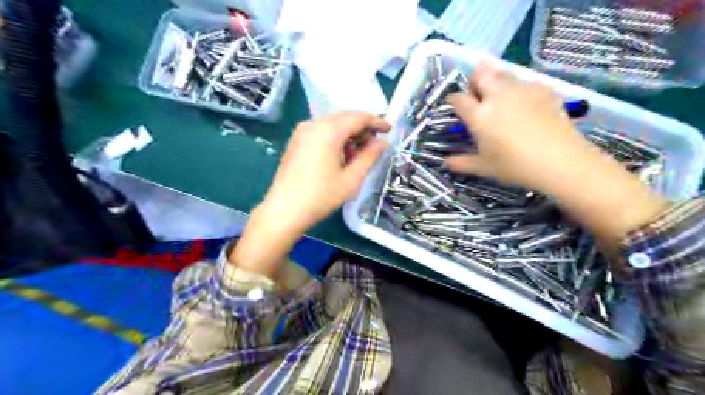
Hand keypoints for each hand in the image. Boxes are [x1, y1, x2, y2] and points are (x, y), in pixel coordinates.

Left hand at [261, 112, 390, 232]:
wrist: (284, 210)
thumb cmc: (321, 196)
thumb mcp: (351, 179)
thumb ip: (369, 157)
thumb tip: (382, 143)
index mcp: (328, 131)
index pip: (358, 117)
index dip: (376, 121)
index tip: (389, 129)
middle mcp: (313, 124)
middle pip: (344, 118)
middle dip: (362, 128)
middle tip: (376, 144)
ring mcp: (302, 132)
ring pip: (332, 124)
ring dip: (349, 134)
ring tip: (360, 152)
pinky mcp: (296, 141)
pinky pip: (321, 131)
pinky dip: (335, 138)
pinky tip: (341, 154)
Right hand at [442, 61, 596, 191]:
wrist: (560, 160)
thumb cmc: (515, 166)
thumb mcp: (483, 167)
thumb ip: (461, 163)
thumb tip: (446, 162)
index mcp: (479, 115)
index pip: (458, 98)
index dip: (453, 99)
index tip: (455, 104)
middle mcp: (497, 96)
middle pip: (481, 73)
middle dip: (475, 80)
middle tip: (478, 95)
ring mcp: (521, 89)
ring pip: (502, 72)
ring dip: (496, 80)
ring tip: (500, 97)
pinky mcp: (543, 89)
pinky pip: (525, 81)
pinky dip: (519, 88)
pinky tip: (525, 104)